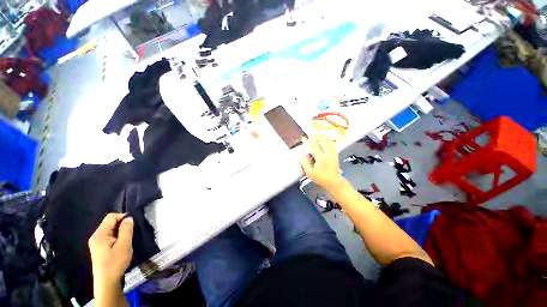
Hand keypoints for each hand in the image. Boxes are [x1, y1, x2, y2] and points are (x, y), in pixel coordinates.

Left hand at [89, 213, 133, 287]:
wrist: (107, 282)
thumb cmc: (115, 263)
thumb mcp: (124, 245)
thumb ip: (126, 230)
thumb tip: (128, 218)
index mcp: (99, 234)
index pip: (111, 217)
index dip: (123, 217)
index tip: (132, 225)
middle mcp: (95, 236)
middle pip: (110, 223)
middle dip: (122, 226)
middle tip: (130, 235)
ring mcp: (96, 243)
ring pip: (110, 230)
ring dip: (120, 232)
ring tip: (126, 241)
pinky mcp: (99, 248)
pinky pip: (109, 236)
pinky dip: (117, 237)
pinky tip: (121, 245)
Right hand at [300, 135, 347, 190]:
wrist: (334, 182)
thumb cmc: (321, 178)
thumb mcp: (310, 173)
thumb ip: (304, 162)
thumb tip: (301, 154)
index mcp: (321, 158)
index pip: (313, 146)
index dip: (308, 141)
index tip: (303, 138)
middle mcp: (328, 154)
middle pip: (322, 141)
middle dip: (316, 136)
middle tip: (311, 134)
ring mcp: (333, 154)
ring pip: (328, 141)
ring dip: (322, 137)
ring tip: (317, 135)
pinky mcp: (335, 155)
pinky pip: (332, 144)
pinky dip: (328, 140)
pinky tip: (325, 140)